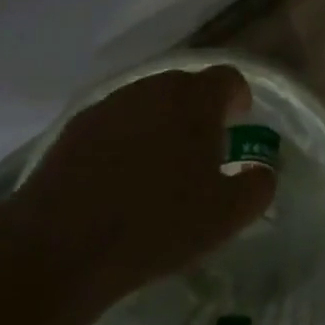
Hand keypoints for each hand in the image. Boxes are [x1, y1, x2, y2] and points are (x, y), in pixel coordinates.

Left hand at [15, 66, 276, 302]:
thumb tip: (263, 171)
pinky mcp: (75, 127)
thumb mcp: (226, 215)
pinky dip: (126, 138)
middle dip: (199, 111)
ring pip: (148, 102)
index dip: (238, 98)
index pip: (228, 78)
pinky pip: (115, 122)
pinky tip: (120, 177)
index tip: (238, 124)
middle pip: (186, 86)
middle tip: (202, 149)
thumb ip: (258, 185)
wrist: (60, 247)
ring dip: (161, 122)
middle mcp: (154, 88)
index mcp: (195, 99)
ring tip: (160, 165)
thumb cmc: (157, 225)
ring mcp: (111, 104)